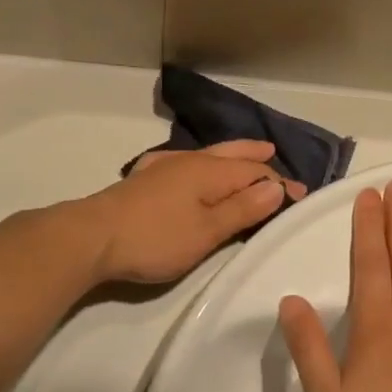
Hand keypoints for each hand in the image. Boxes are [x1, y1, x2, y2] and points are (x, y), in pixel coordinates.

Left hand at [85, 140, 305, 284]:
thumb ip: (242, 208)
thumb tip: (277, 186)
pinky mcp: (144, 179)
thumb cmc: (155, 238)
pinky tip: (191, 165)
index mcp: (210, 171)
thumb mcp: (207, 231)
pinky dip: (203, 161)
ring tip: (246, 153)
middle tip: (275, 153)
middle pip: (232, 154)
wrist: (91, 237)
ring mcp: (164, 167)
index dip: (280, 183)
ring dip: (231, 155)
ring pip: (208, 154)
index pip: (256, 171)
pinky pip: (186, 162)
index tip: (300, 196)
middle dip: (256, 156)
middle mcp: (190, 161)